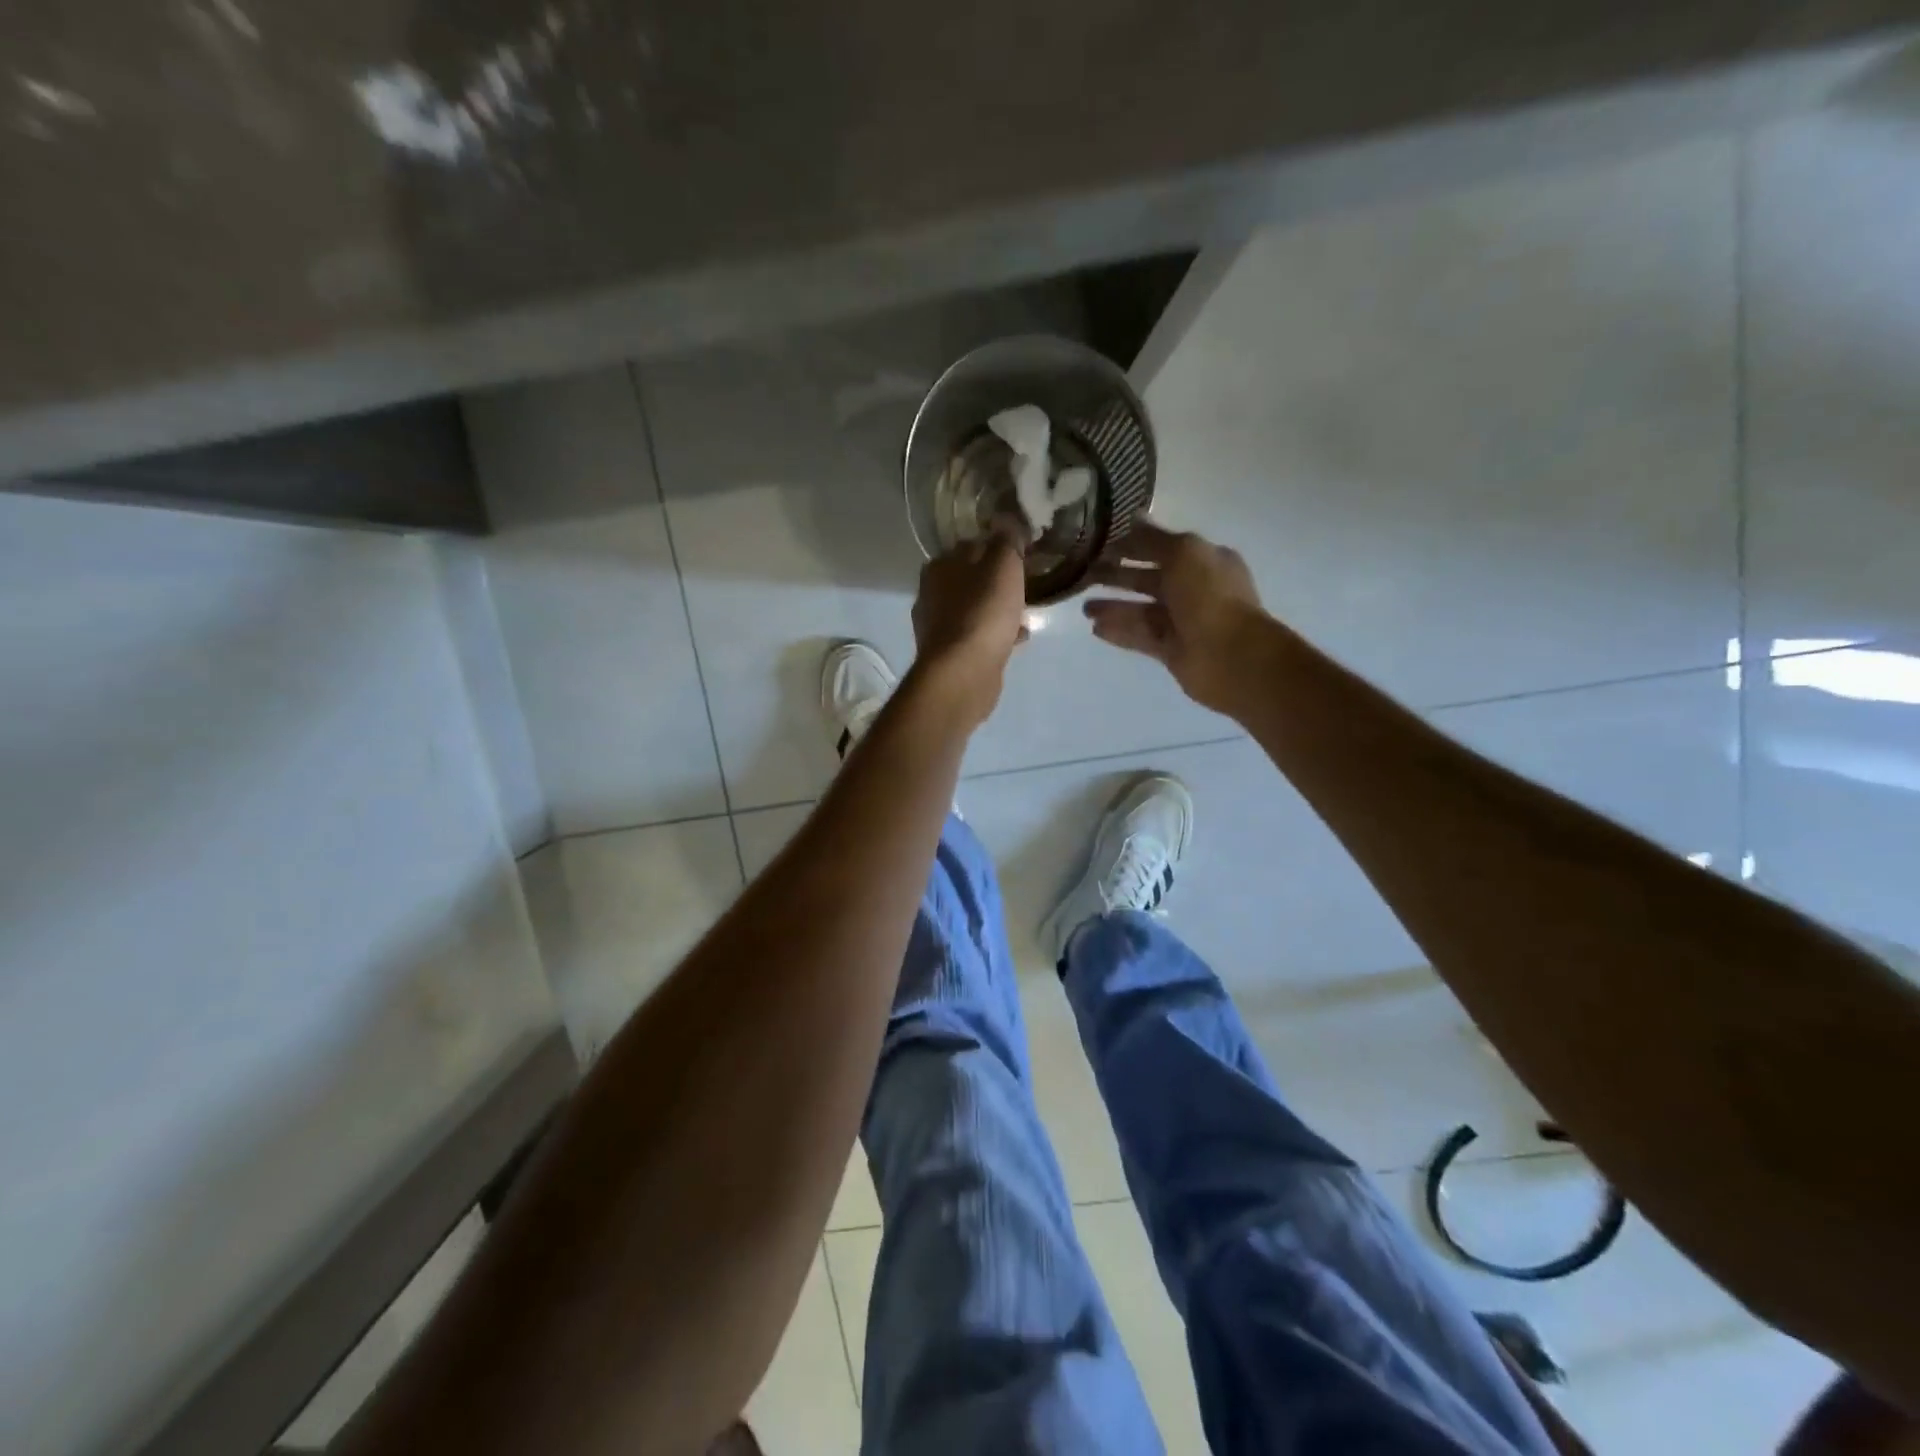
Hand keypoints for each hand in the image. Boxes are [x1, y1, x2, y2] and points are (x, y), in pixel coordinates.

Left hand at [911, 528, 1028, 723]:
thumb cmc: (983, 612)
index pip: (970, 546)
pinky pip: (978, 636)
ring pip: (975, 609)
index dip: (997, 548)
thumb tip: (1006, 519)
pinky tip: (1017, 639)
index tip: (1021, 556)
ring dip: (998, 610)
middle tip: (1025, 586)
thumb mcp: (1003, 564)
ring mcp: (938, 627)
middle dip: (997, 583)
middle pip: (971, 580)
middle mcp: (932, 594)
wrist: (964, 672)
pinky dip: (996, 635)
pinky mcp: (949, 655)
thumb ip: (1006, 539)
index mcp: (939, 566)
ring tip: (1025, 614)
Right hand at [1084, 522, 1266, 714]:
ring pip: (1142, 610)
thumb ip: (1153, 538)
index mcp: (1203, 561)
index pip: (1162, 548)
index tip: (1099, 544)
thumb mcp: (1183, 553)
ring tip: (1084, 607)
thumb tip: (1132, 517)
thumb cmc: (1209, 596)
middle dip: (1118, 575)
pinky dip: (1120, 631)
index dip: (1132, 545)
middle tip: (1084, 575)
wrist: (1230, 656)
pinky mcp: (1171, 650)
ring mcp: (1183, 622)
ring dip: (1114, 606)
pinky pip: (1141, 636)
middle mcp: (1194, 589)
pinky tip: (1095, 628)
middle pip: (1148, 579)